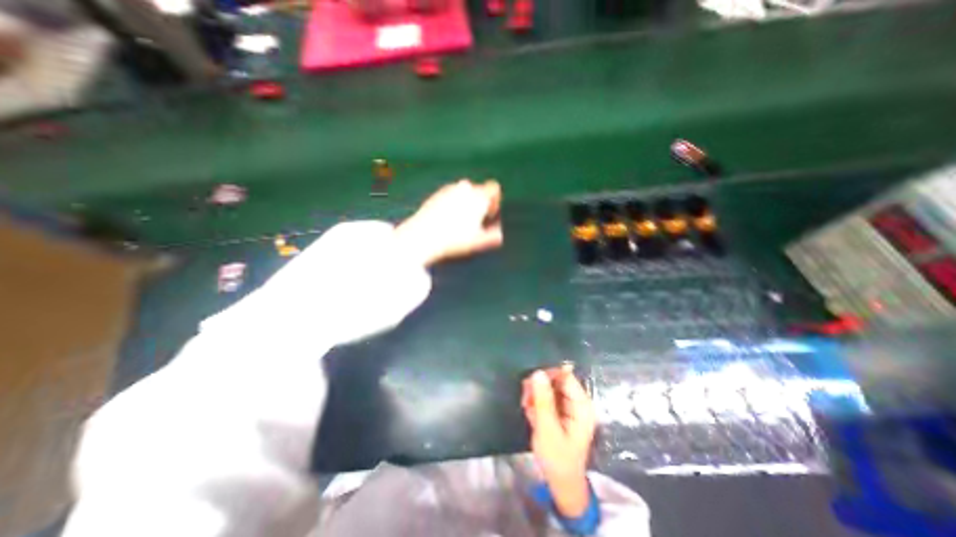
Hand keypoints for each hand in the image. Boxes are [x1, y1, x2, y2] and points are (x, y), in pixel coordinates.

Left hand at [391, 178, 502, 265]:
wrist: (424, 235)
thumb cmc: (454, 240)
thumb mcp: (476, 242)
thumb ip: (491, 237)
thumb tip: (499, 235)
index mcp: (479, 197)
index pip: (493, 188)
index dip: (495, 200)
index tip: (490, 213)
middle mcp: (465, 188)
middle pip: (478, 190)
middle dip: (480, 201)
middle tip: (475, 219)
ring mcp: (450, 189)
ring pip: (464, 191)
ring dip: (466, 201)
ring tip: (461, 220)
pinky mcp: (438, 193)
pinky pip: (451, 194)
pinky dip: (453, 202)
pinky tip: (448, 218)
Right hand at [522, 366, 595, 515]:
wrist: (561, 484)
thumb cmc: (557, 458)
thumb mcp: (547, 429)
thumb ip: (543, 400)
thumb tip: (538, 372)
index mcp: (582, 405)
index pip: (565, 376)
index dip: (548, 374)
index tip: (530, 380)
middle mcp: (577, 402)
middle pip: (556, 380)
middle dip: (539, 387)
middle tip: (525, 398)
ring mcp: (569, 406)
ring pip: (549, 388)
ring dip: (535, 395)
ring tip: (526, 407)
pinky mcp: (561, 411)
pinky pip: (547, 398)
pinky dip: (537, 402)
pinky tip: (530, 413)